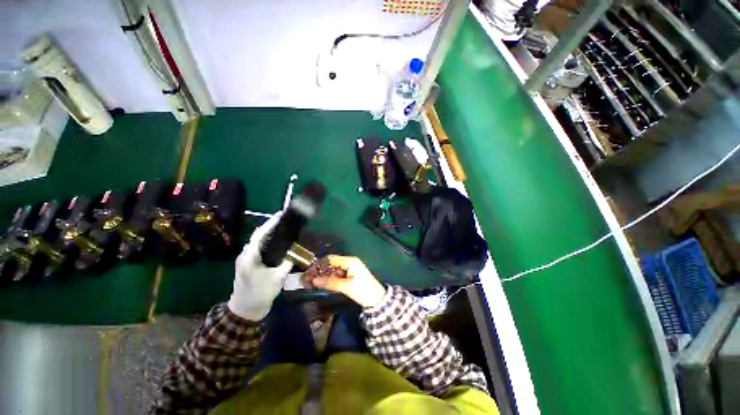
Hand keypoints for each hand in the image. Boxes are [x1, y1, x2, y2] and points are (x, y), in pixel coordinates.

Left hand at [227, 213, 292, 320]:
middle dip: (271, 227)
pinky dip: (268, 242)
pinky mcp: (249, 264)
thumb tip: (295, 252)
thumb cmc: (260, 294)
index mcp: (249, 257)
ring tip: (283, 228)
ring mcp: (246, 260)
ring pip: (258, 242)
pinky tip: (279, 243)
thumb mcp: (277, 279)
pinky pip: (259, 248)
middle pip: (258, 236)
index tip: (280, 215)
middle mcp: (245, 255)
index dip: (270, 224)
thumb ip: (286, 263)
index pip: (259, 235)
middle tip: (285, 220)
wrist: (245, 310)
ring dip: (269, 234)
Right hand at [310, 255, 386, 307]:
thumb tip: (314, 281)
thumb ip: (330, 283)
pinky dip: (331, 279)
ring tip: (314, 283)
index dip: (320, 265)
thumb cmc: (363, 290)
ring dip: (325, 275)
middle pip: (332, 263)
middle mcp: (350, 262)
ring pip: (334, 269)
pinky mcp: (351, 275)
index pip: (331, 259)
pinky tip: (324, 284)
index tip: (309, 273)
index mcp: (350, 261)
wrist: (377, 299)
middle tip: (310, 279)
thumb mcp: (346, 287)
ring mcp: (351, 268)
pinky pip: (338, 274)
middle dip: (321, 271)